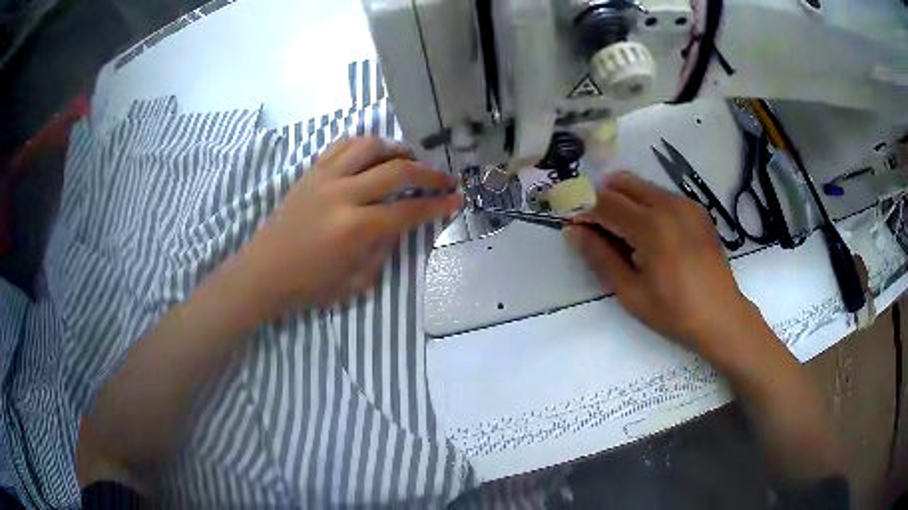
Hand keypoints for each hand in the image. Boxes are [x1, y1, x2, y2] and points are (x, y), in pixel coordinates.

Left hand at [240, 137, 460, 314]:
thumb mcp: (355, 282)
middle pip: (397, 170)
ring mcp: (324, 178)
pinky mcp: (311, 172)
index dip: (437, 204)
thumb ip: (383, 250)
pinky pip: (342, 145)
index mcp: (355, 229)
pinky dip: (364, 145)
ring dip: (397, 149)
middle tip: (445, 178)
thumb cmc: (308, 286)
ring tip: (409, 160)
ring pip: (370, 146)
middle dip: (428, 173)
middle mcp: (343, 195)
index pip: (408, 209)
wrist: (263, 272)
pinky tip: (373, 155)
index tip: (457, 199)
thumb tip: (399, 225)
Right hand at [565, 171, 762, 362]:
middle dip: (601, 199)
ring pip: (642, 186)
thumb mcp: (631, 292)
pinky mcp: (697, 209)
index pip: (604, 203)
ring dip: (623, 201)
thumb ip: (600, 257)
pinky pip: (661, 195)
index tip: (571, 224)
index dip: (582, 210)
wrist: (721, 316)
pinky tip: (649, 234)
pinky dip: (645, 205)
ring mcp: (686, 203)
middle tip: (595, 228)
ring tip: (621, 233)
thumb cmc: (674, 312)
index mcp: (651, 226)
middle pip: (622, 183)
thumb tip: (573, 231)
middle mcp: (668, 204)